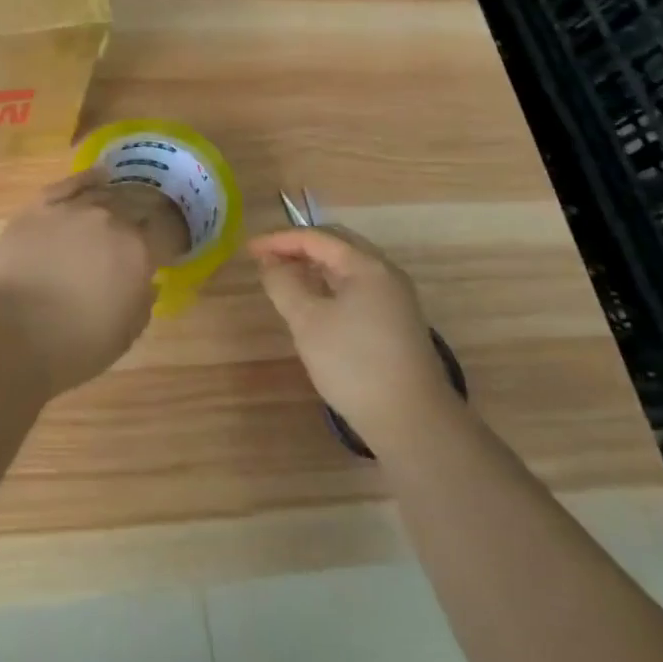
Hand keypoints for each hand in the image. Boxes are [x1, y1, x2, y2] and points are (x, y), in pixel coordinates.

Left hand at [0, 170, 186, 398]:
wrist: (8, 335)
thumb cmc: (73, 346)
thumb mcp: (124, 335)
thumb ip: (142, 302)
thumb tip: (148, 282)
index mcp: (138, 250)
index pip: (165, 232)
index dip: (170, 238)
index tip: (169, 246)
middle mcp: (110, 219)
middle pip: (137, 205)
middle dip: (145, 215)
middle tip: (145, 227)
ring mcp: (72, 208)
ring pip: (105, 193)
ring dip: (118, 199)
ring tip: (122, 204)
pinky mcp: (39, 206)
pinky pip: (70, 184)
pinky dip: (87, 179)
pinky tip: (99, 176)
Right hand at [249, 225, 456, 457]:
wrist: (413, 423)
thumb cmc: (355, 364)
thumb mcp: (307, 320)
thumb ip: (283, 283)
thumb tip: (270, 262)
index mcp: (367, 265)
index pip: (316, 238)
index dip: (279, 240)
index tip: (249, 251)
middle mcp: (385, 273)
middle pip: (336, 245)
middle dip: (299, 248)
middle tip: (267, 260)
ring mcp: (395, 298)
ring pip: (347, 268)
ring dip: (314, 267)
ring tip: (285, 278)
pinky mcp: (396, 322)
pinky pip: (357, 287)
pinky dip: (330, 285)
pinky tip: (315, 303)